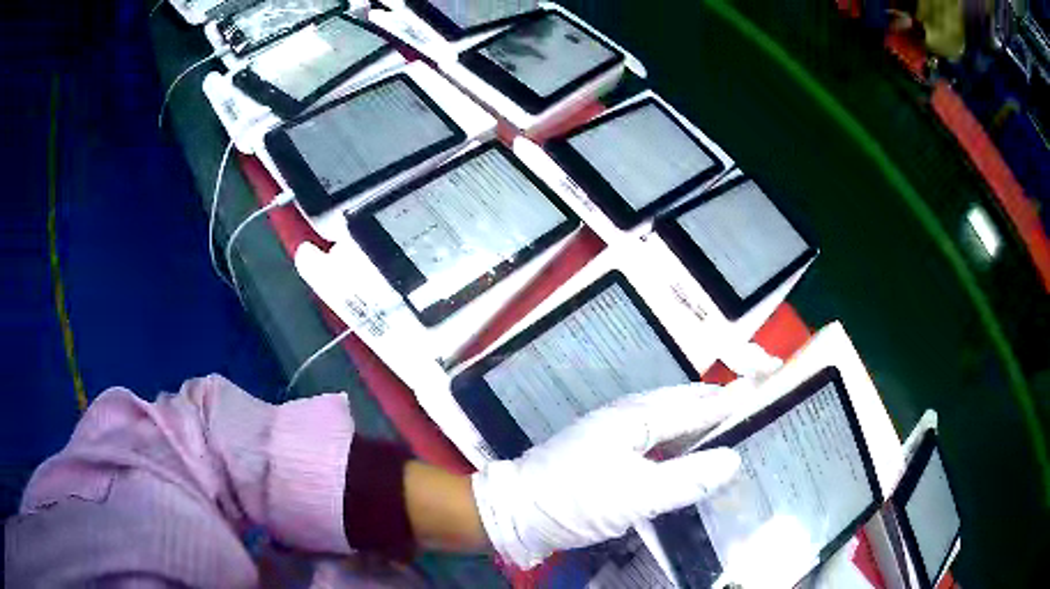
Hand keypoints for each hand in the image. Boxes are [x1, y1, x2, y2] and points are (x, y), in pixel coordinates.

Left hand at [471, 383, 741, 567]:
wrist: (515, 512)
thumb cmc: (573, 501)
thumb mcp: (635, 496)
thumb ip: (687, 479)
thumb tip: (733, 459)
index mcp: (635, 417)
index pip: (696, 403)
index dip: (731, 399)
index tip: (764, 388)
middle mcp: (626, 416)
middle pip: (682, 403)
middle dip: (717, 403)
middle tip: (751, 407)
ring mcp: (613, 433)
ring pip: (667, 420)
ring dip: (697, 422)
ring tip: (727, 429)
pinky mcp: (606, 452)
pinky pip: (653, 439)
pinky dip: (677, 442)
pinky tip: (685, 455)